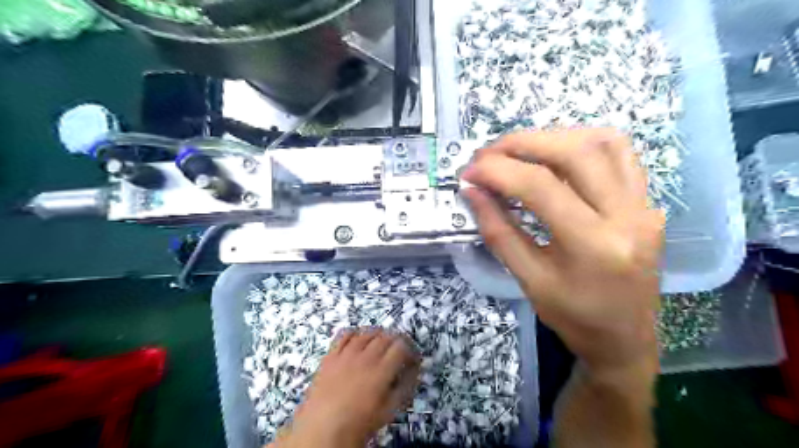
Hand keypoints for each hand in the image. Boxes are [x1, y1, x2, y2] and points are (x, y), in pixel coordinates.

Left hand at [276, 330, 419, 447]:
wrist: (321, 430)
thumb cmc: (359, 423)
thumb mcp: (389, 410)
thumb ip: (405, 386)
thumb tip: (414, 369)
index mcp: (381, 371)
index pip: (401, 346)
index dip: (411, 349)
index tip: (412, 357)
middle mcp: (365, 357)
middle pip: (386, 336)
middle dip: (397, 340)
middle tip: (399, 350)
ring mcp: (346, 354)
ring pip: (366, 332)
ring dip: (378, 334)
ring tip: (381, 342)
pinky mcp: (331, 355)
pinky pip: (344, 335)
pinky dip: (355, 333)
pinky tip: (358, 339)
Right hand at [459, 130, 664, 374]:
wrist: (625, 339)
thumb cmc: (573, 318)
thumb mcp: (528, 280)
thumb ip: (498, 232)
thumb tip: (472, 192)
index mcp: (593, 246)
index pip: (539, 187)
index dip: (497, 171)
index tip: (468, 172)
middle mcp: (627, 216)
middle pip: (574, 152)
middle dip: (521, 144)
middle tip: (487, 155)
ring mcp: (644, 205)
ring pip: (601, 142)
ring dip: (551, 137)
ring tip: (517, 151)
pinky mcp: (648, 201)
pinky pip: (619, 154)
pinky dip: (581, 142)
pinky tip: (555, 154)